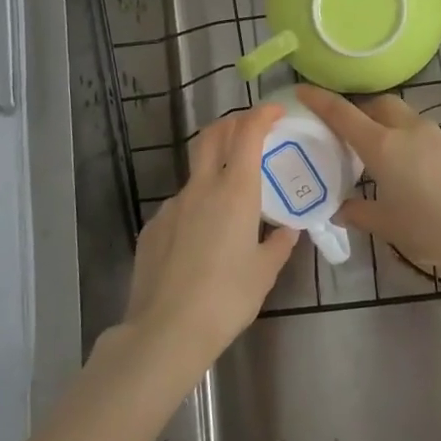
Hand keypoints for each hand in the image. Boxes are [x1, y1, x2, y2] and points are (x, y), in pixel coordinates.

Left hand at [123, 102, 299, 370]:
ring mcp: (172, 205)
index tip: (275, 111)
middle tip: (250, 129)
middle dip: (232, 123)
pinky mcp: (153, 226)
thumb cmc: (227, 298)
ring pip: (195, 171)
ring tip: (230, 197)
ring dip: (214, 168)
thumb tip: (287, 231)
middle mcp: (202, 188)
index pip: (247, 133)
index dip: (261, 115)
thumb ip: (278, 244)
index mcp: (235, 192)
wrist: (166, 330)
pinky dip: (196, 204)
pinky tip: (202, 237)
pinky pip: (180, 204)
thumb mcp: (264, 273)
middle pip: (213, 136)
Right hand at [295, 88, 440, 279]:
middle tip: (352, 133)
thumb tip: (341, 210)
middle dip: (363, 111)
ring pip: (408, 119)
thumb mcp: (390, 227)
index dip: (320, 100)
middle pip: (380, 104)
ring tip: (390, 160)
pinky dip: (418, 145)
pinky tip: (424, 175)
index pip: (343, 114)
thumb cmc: (434, 229)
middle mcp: (410, 131)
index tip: (302, 89)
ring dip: (392, 129)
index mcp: (383, 147)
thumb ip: (361, 214)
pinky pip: (431, 137)